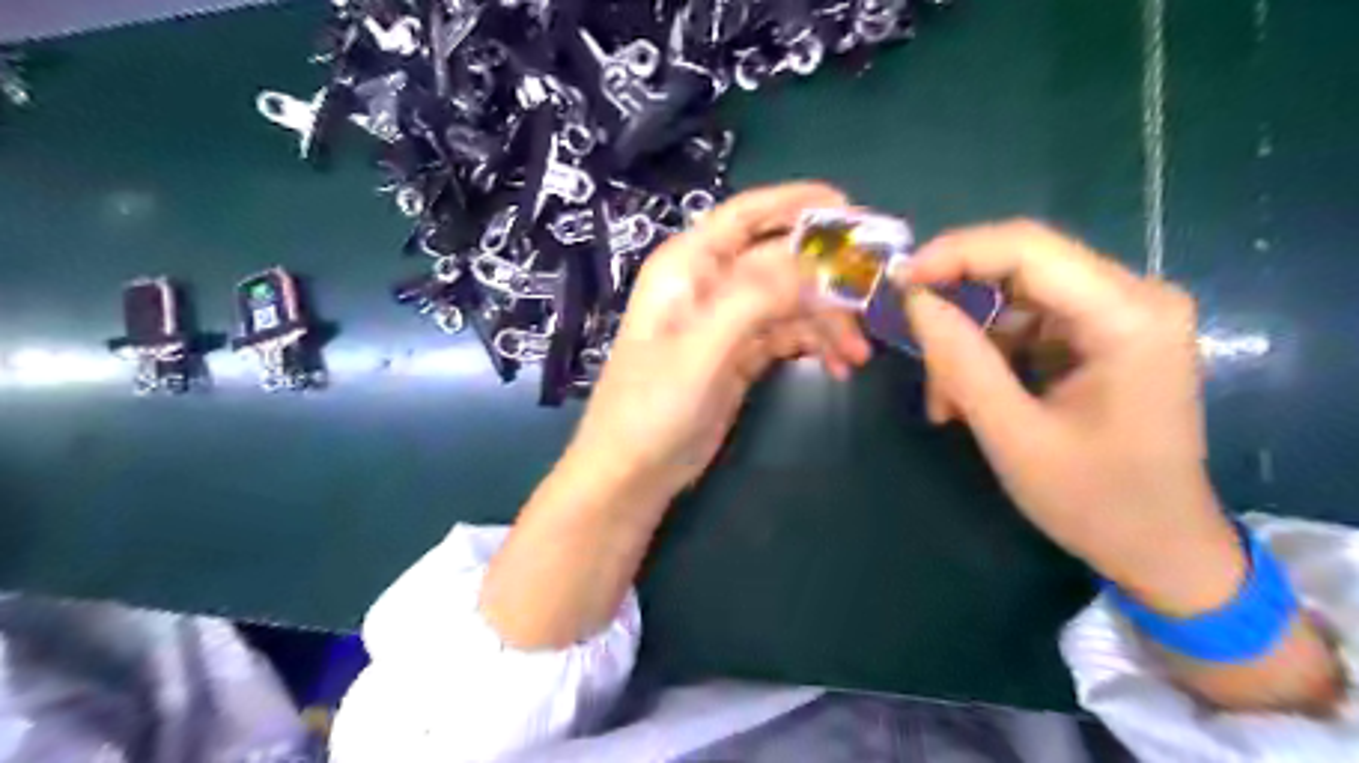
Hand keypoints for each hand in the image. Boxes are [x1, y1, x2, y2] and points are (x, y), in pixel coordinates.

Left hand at [564, 181, 869, 499]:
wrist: (634, 472)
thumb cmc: (652, 406)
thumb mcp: (701, 349)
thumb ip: (754, 299)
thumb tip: (815, 263)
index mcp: (688, 266)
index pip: (746, 216)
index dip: (797, 203)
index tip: (850, 209)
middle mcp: (710, 284)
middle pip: (780, 260)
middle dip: (827, 277)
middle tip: (873, 296)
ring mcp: (728, 321)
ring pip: (791, 301)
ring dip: (828, 321)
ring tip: (857, 354)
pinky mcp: (742, 354)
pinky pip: (789, 335)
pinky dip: (816, 344)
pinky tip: (839, 366)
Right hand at [900, 220, 1238, 612]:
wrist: (1162, 548)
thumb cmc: (1096, 502)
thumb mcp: (1014, 436)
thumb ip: (962, 362)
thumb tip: (915, 300)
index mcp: (1129, 317)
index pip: (1028, 248)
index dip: (954, 253)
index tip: (898, 281)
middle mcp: (1133, 297)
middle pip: (1020, 267)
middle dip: (957, 308)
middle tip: (915, 351)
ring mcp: (1120, 314)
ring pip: (1013, 298)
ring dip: (968, 343)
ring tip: (946, 402)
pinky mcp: (1102, 335)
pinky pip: (1024, 323)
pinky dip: (987, 356)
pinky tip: (969, 400)